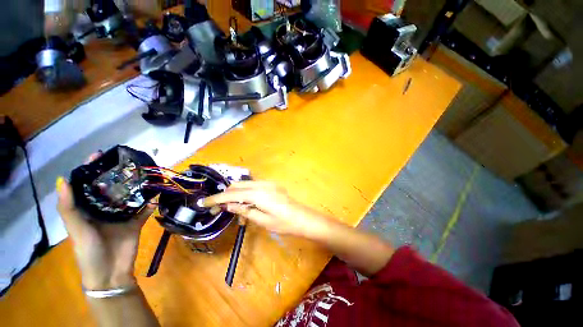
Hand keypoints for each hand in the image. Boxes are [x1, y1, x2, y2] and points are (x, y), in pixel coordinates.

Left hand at [56, 154, 153, 289]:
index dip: (91, 169)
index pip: (88, 184)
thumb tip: (64, 179)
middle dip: (118, 174)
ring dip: (137, 186)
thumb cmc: (88, 250)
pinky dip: (152, 202)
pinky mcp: (137, 221)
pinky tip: (158, 193)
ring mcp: (122, 215)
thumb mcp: (75, 228)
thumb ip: (69, 207)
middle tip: (129, 162)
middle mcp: (104, 209)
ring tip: (146, 173)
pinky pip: (145, 209)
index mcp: (87, 208)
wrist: (111, 272)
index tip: (100, 155)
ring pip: (130, 196)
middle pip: (111, 187)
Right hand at [202, 181, 327, 238]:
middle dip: (226, 195)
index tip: (203, 202)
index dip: (217, 198)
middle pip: (238, 185)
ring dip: (236, 194)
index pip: (232, 194)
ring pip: (245, 185)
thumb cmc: (284, 223)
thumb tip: (228, 205)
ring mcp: (268, 183)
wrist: (303, 218)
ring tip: (233, 209)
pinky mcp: (272, 185)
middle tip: (218, 208)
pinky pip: (254, 187)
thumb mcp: (262, 220)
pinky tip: (246, 205)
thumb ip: (244, 210)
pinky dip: (246, 193)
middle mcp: (263, 184)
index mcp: (259, 194)